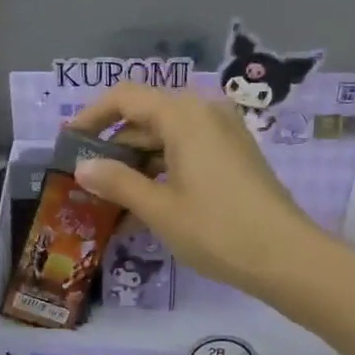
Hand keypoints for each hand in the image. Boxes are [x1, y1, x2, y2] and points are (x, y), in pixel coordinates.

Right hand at [66, 82, 325, 294]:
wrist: (286, 257)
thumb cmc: (216, 229)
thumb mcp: (158, 208)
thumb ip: (116, 182)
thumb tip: (82, 166)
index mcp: (184, 115)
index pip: (125, 97)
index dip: (91, 116)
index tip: (68, 143)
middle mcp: (205, 112)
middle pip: (146, 115)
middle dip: (114, 144)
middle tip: (86, 177)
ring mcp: (224, 133)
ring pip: (167, 136)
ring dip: (137, 162)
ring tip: (111, 198)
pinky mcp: (235, 155)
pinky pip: (188, 151)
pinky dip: (163, 170)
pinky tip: (145, 204)